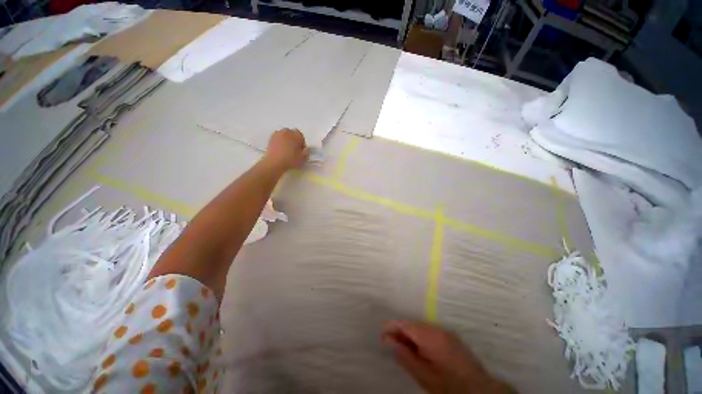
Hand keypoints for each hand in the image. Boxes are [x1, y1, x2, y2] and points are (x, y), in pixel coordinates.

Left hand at [264, 128, 309, 170]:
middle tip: (294, 149)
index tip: (300, 150)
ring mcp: (278, 134)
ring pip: (284, 135)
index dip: (301, 143)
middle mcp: (287, 131)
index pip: (301, 136)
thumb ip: (306, 152)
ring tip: (286, 149)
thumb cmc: (291, 160)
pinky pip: (277, 138)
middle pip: (292, 134)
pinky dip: (279, 141)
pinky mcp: (270, 138)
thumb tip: (305, 149)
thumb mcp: (303, 158)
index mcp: (296, 135)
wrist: (274, 162)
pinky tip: (280, 149)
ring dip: (286, 140)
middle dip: (293, 140)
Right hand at [382, 320, 514, 393]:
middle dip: (400, 333)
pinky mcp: (450, 336)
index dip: (390, 327)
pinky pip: (429, 331)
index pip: (404, 324)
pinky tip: (421, 351)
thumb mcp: (423, 375)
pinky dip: (421, 338)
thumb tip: (388, 340)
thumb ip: (404, 355)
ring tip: (406, 351)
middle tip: (393, 347)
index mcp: (428, 335)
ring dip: (410, 336)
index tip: (382, 337)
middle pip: (411, 324)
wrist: (479, 390)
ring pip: (420, 328)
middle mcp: (436, 328)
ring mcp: (444, 331)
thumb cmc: (448, 385)